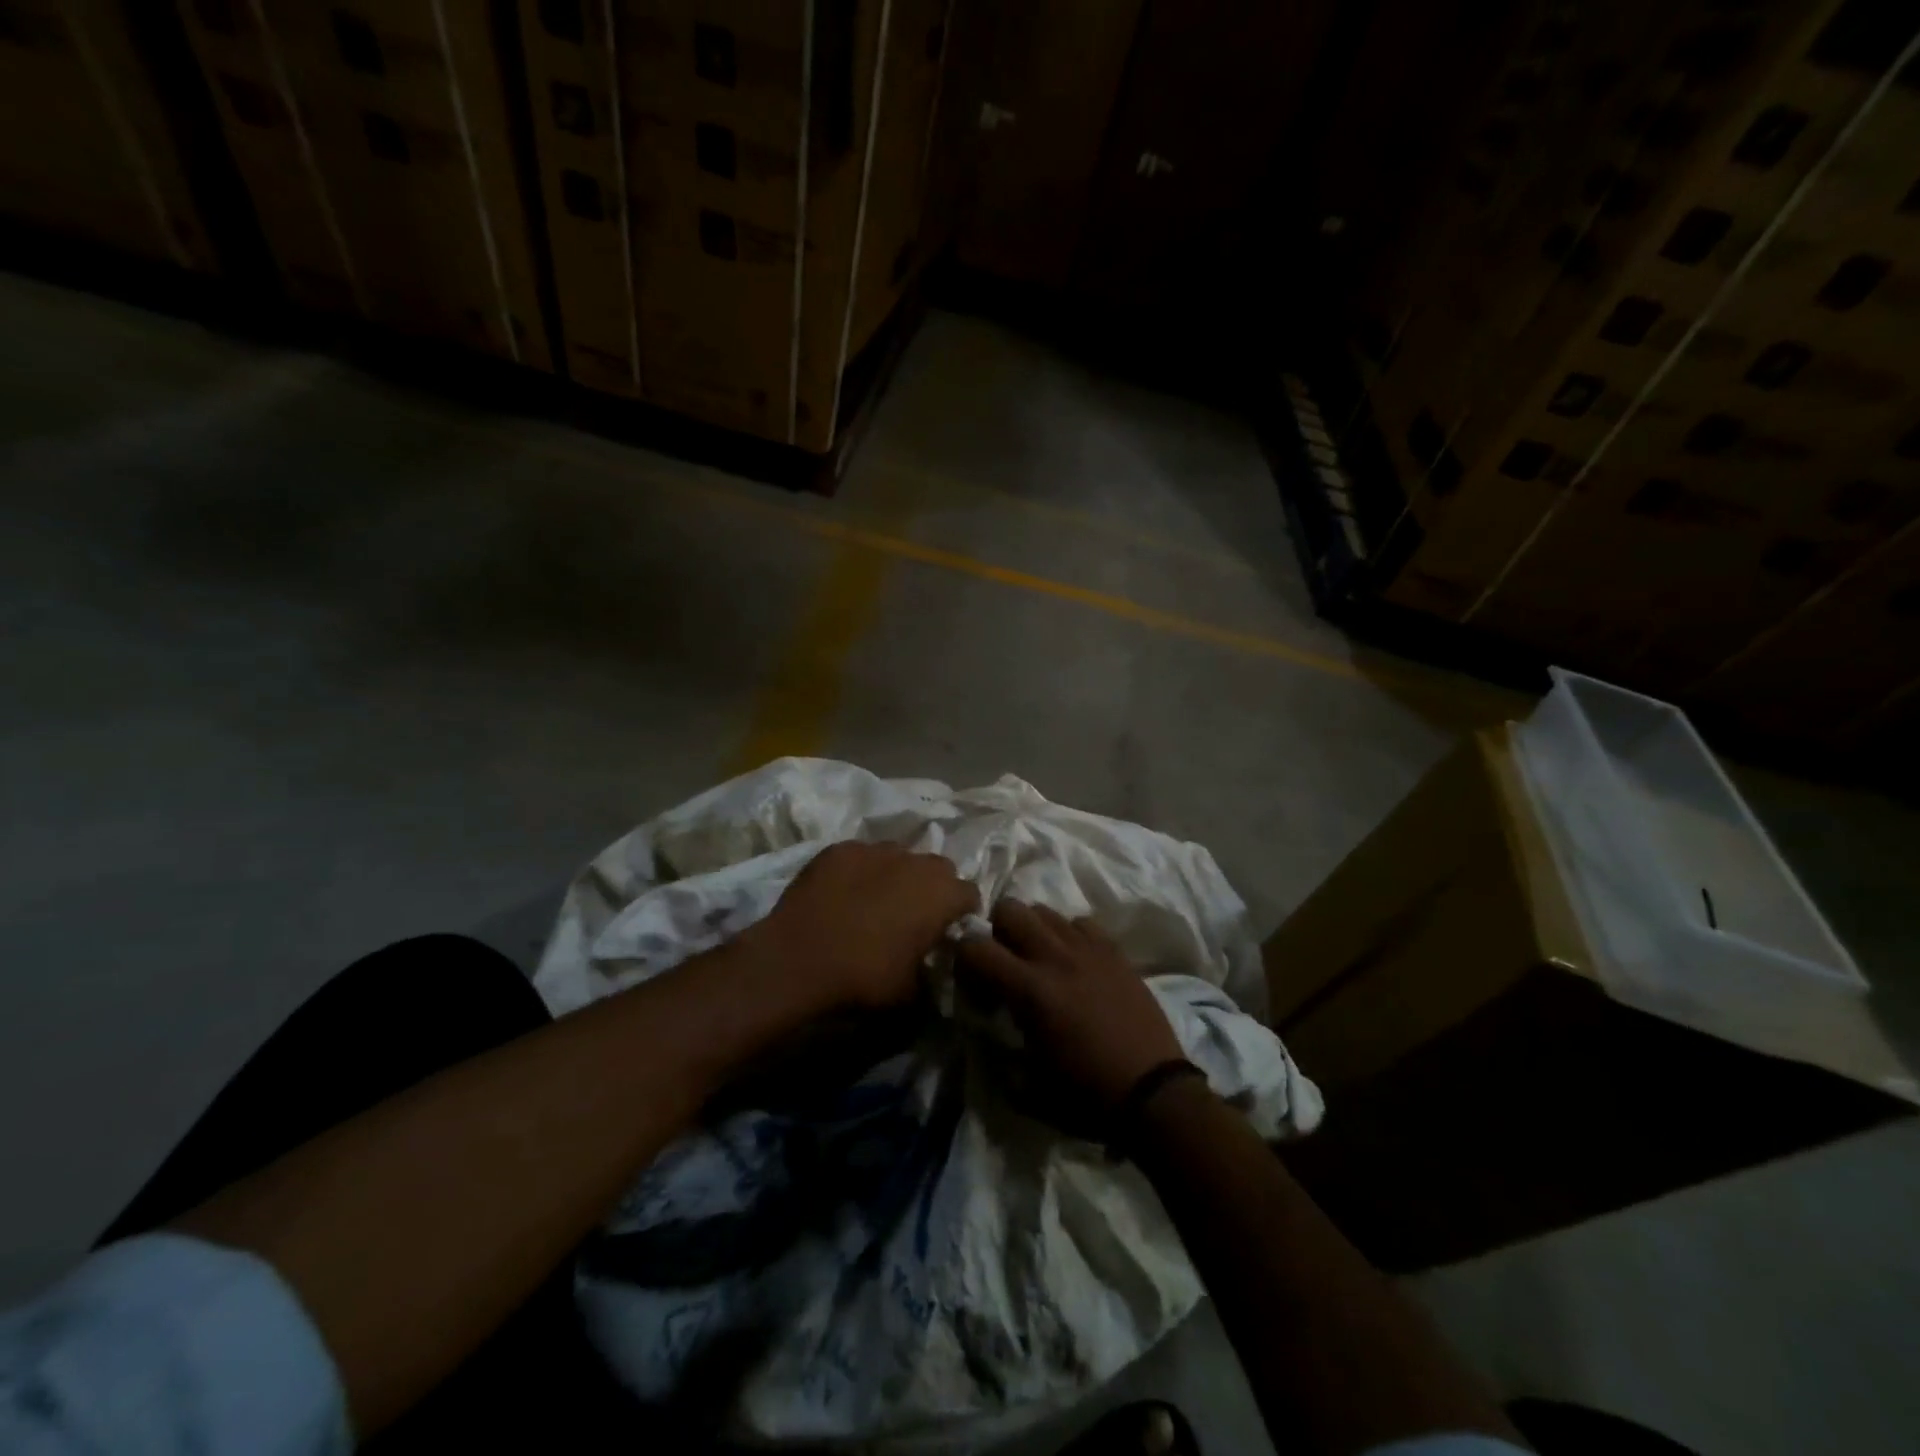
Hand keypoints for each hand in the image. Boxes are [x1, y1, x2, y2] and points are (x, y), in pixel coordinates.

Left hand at [743, 841, 978, 1008]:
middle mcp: (915, 862)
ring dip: (898, 874)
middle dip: (934, 887)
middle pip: (938, 867)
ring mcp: (875, 850)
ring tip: (877, 901)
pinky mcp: (840, 849)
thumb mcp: (912, 993)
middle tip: (915, 914)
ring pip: (899, 855)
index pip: (970, 894)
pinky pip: (861, 855)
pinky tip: (843, 894)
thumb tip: (933, 968)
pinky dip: (861, 871)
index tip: (949, 930)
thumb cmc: (865, 978)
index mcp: (941, 894)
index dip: (962, 913)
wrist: (798, 960)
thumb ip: (932, 973)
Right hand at [957, 901, 1184, 1112]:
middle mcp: (1056, 957)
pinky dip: (1069, 935)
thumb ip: (998, 1052)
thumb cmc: (1087, 1096)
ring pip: (1045, 910)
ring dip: (1032, 929)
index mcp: (1030, 990)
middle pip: (1010, 908)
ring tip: (1038, 958)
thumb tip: (984, 1031)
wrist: (1154, 1094)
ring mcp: (1088, 950)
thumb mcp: (1028, 1085)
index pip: (975, 946)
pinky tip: (1074, 961)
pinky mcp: (1114, 951)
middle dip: (997, 929)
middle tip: (1004, 960)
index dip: (962, 956)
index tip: (969, 978)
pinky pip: (1081, 923)